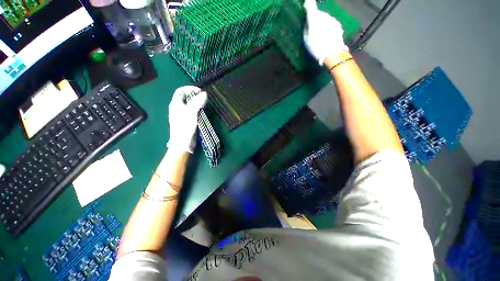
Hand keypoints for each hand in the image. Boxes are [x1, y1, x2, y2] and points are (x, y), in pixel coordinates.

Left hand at [167, 86, 206, 153]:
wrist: (182, 143)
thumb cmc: (184, 127)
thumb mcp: (190, 113)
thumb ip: (197, 102)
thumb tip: (204, 93)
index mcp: (175, 104)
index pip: (181, 91)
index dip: (190, 89)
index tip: (200, 91)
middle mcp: (177, 108)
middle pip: (186, 97)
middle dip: (195, 95)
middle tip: (204, 98)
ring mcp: (182, 114)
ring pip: (190, 104)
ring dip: (197, 102)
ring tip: (205, 104)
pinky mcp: (187, 120)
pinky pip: (192, 111)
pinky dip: (198, 109)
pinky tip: (202, 112)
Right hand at [303, 0, 348, 65]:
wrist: (332, 53)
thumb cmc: (316, 47)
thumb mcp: (306, 40)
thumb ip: (306, 28)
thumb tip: (308, 22)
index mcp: (314, 19)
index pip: (311, 7)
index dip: (309, 4)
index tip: (307, 2)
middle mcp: (324, 16)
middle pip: (319, 14)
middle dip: (316, 19)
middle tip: (313, 30)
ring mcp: (332, 20)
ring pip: (325, 18)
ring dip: (323, 23)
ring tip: (320, 35)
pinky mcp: (338, 25)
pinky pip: (331, 23)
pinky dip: (328, 27)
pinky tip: (327, 36)